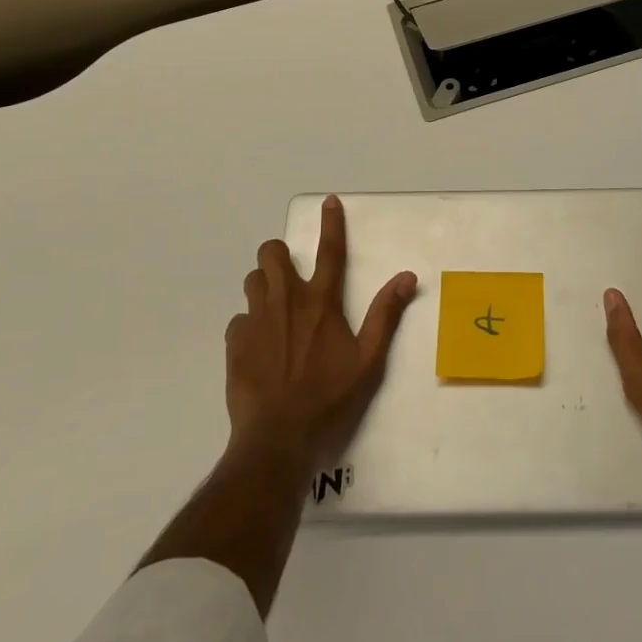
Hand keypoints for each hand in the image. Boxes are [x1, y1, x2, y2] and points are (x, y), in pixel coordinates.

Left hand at [225, 194, 416, 473]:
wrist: (277, 440)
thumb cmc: (329, 399)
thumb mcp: (368, 361)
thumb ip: (385, 315)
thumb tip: (406, 277)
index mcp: (321, 303)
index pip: (329, 251)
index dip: (331, 223)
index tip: (328, 200)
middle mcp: (286, 301)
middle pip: (271, 253)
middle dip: (279, 254)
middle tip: (291, 275)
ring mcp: (256, 321)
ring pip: (253, 280)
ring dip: (264, 286)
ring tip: (276, 310)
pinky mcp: (235, 343)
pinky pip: (239, 319)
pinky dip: (249, 324)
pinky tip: (260, 346)